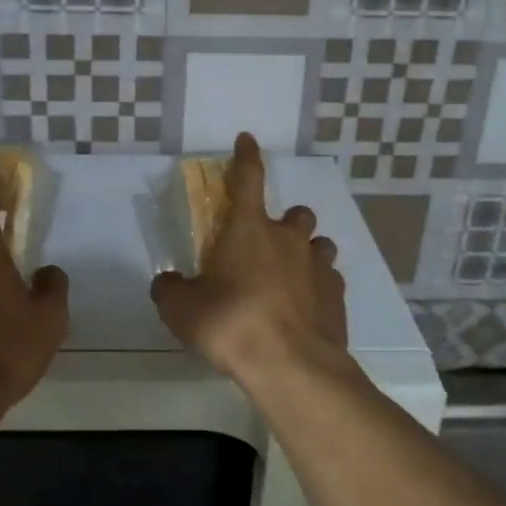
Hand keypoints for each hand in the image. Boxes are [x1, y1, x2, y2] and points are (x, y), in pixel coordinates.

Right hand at [151, 132, 348, 382]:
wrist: (290, 366)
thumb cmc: (230, 324)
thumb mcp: (181, 309)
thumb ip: (170, 289)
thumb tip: (167, 283)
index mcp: (249, 229)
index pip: (248, 178)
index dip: (246, 156)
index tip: (247, 140)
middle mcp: (289, 239)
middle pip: (296, 213)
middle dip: (285, 221)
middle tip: (267, 245)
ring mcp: (319, 266)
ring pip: (319, 244)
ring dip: (306, 253)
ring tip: (290, 277)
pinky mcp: (338, 296)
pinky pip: (330, 280)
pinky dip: (318, 287)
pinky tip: (305, 308)